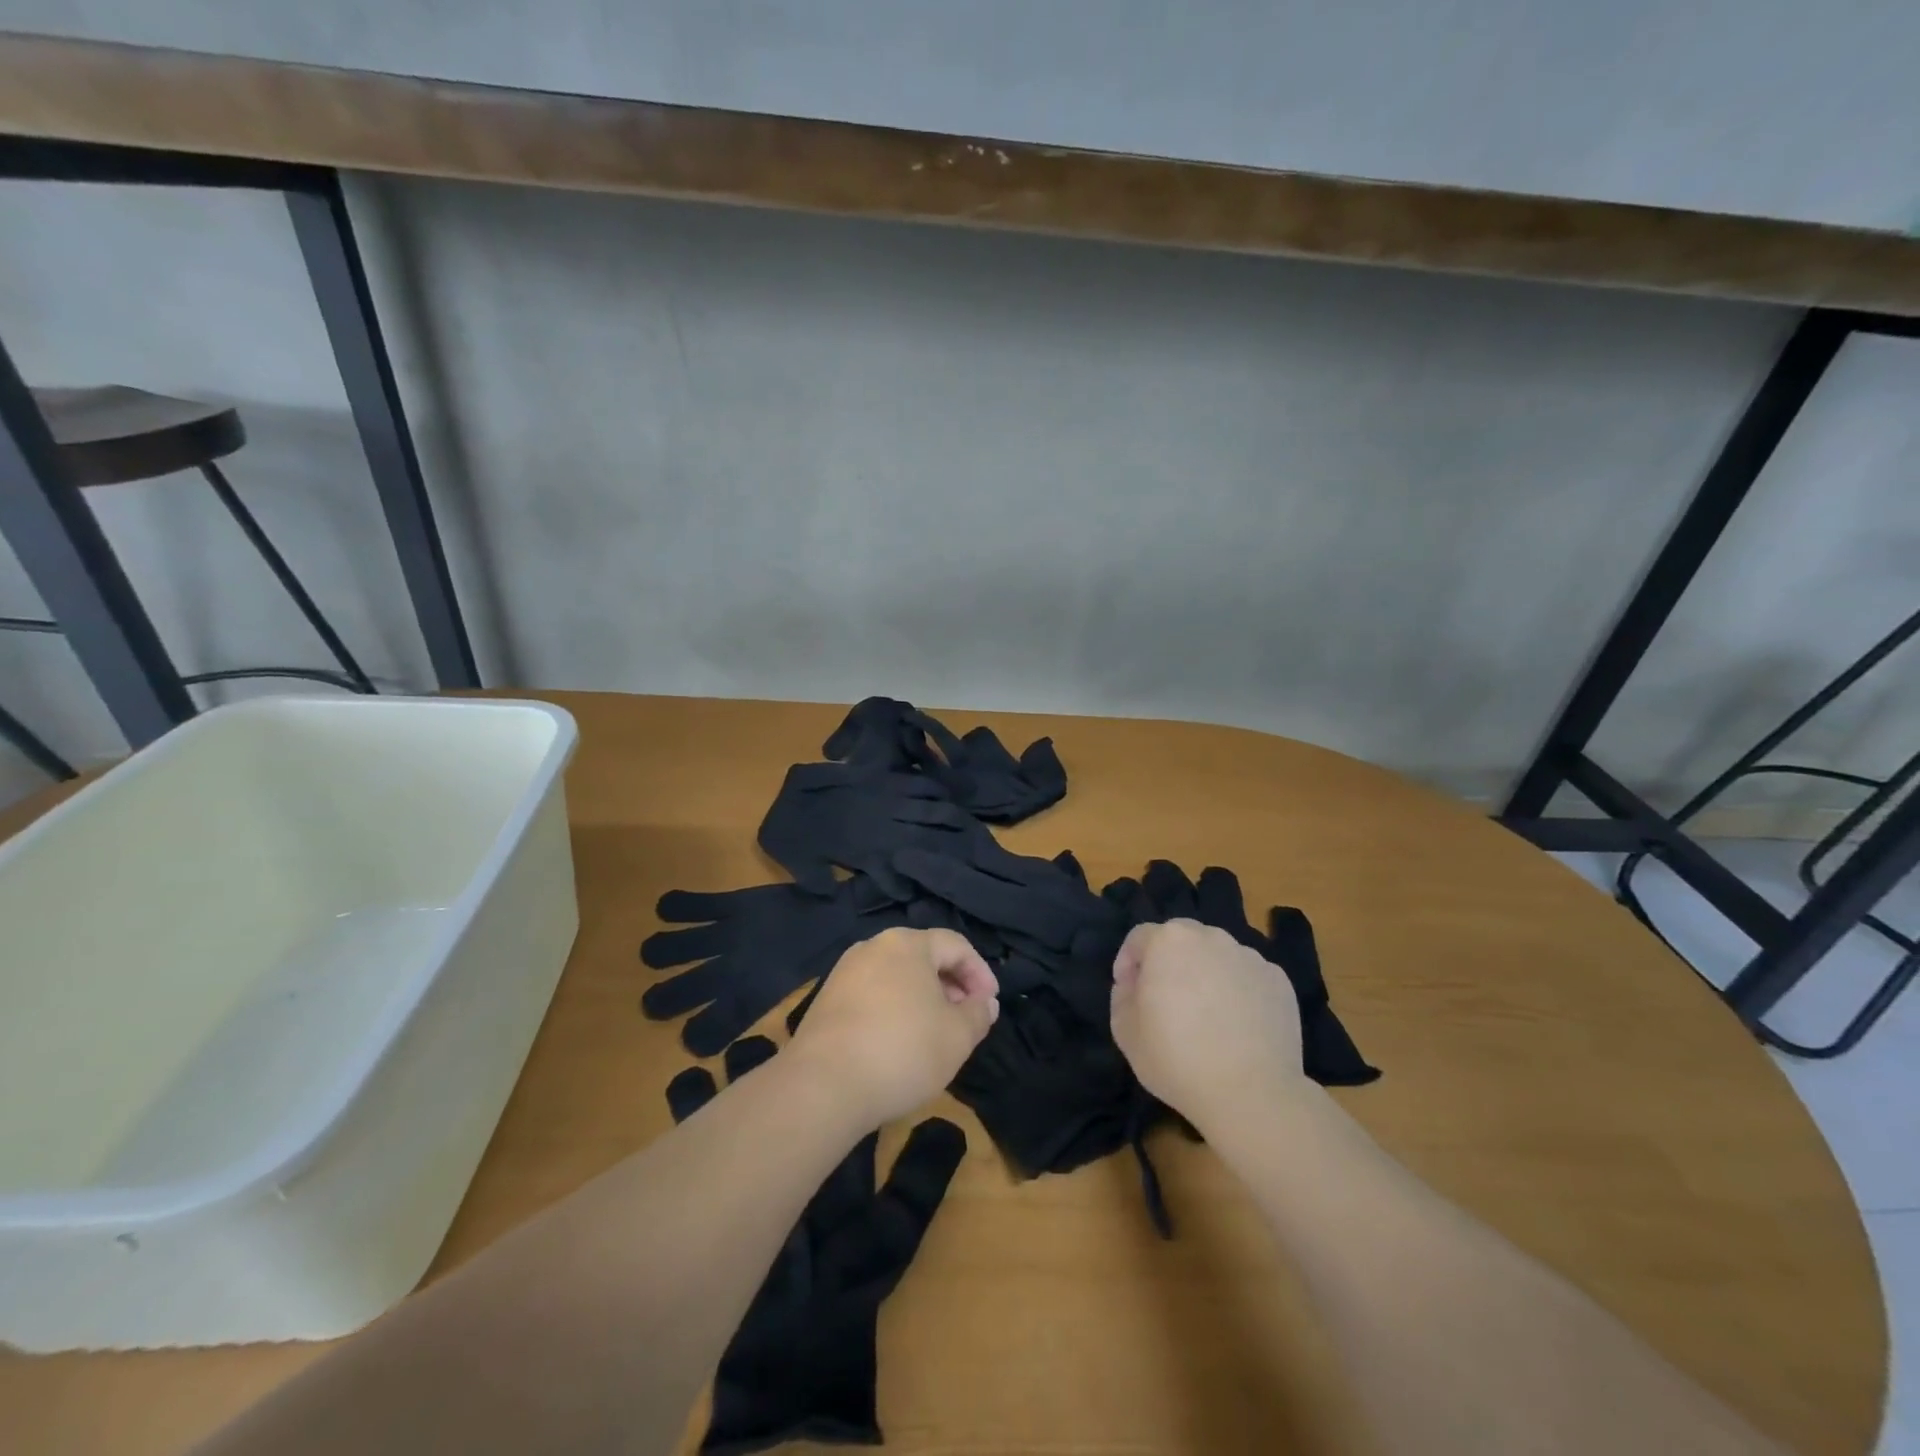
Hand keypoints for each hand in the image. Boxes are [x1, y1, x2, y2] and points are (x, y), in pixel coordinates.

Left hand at [787, 927, 998, 1126]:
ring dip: (923, 999)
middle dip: (951, 986)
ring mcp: (845, 972)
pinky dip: (894, 1010)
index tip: (990, 1006)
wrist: (823, 1086)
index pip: (955, 945)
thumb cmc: (903, 1051)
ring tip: (935, 1034)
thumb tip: (984, 1002)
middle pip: (924, 957)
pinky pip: (873, 994)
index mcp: (907, 943)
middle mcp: (873, 947)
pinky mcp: (827, 1000)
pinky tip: (899, 1043)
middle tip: (966, 1019)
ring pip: (897, 977)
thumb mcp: (958, 1036)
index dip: (980, 973)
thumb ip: (978, 1014)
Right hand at [1110, 918, 1307, 1131]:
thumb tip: (1135, 984)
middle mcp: (1211, 937)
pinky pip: (1248, 978)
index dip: (1128, 962)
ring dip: (1205, 975)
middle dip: (1169, 963)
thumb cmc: (1178, 1058)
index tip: (1128, 991)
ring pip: (1217, 957)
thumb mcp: (1125, 1031)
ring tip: (1207, 1016)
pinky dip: (1239, 992)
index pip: (1139, 937)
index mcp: (1169, 941)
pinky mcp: (1279, 981)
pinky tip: (1238, 1027)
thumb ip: (1122, 996)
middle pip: (1181, 940)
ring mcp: (1250, 957)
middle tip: (1166, 1000)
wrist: (1253, 1093)